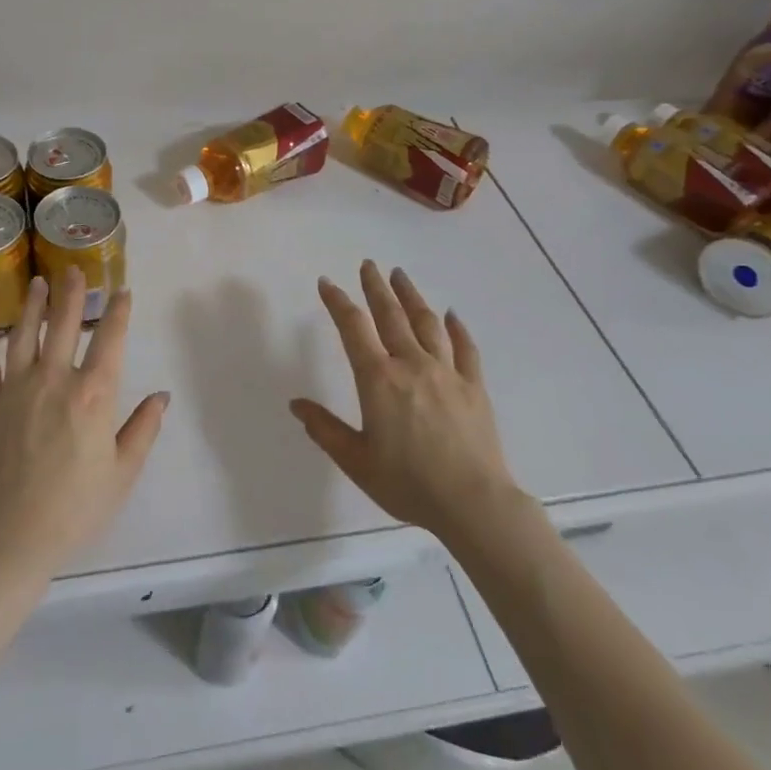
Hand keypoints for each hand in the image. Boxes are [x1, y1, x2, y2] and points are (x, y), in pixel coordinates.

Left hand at [0, 269, 167, 576]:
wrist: (11, 535)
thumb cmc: (75, 506)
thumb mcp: (122, 472)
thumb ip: (143, 429)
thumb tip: (161, 396)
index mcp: (92, 394)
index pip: (109, 340)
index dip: (117, 312)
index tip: (121, 292)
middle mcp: (54, 379)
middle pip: (63, 324)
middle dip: (71, 293)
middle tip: (73, 270)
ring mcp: (15, 388)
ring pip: (23, 335)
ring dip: (32, 307)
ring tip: (37, 283)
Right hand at [291, 261, 521, 541]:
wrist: (474, 504)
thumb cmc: (409, 484)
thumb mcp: (356, 461)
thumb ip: (325, 429)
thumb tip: (296, 404)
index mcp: (378, 380)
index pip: (353, 328)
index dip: (338, 302)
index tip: (327, 283)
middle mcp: (411, 365)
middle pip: (390, 315)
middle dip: (376, 287)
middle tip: (368, 265)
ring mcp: (446, 372)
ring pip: (427, 323)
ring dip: (411, 296)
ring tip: (400, 276)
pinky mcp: (474, 386)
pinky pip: (465, 348)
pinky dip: (457, 328)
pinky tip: (452, 315)